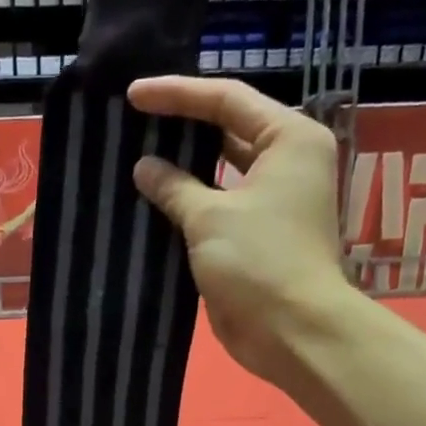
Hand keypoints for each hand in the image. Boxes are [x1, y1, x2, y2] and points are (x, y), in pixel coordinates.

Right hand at [128, 76, 365, 384]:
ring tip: (138, 157)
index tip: (134, 96)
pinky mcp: (256, 238)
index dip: (178, 95)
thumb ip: (174, 187)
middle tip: (136, 122)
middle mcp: (286, 163)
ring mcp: (272, 203)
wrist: (292, 331)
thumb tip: (144, 167)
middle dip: (183, 127)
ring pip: (221, 173)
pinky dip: (189, 205)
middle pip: (228, 130)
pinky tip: (154, 202)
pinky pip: (218, 209)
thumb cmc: (259, 262)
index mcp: (288, 139)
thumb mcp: (210, 218)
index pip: (228, 99)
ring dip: (183, 169)